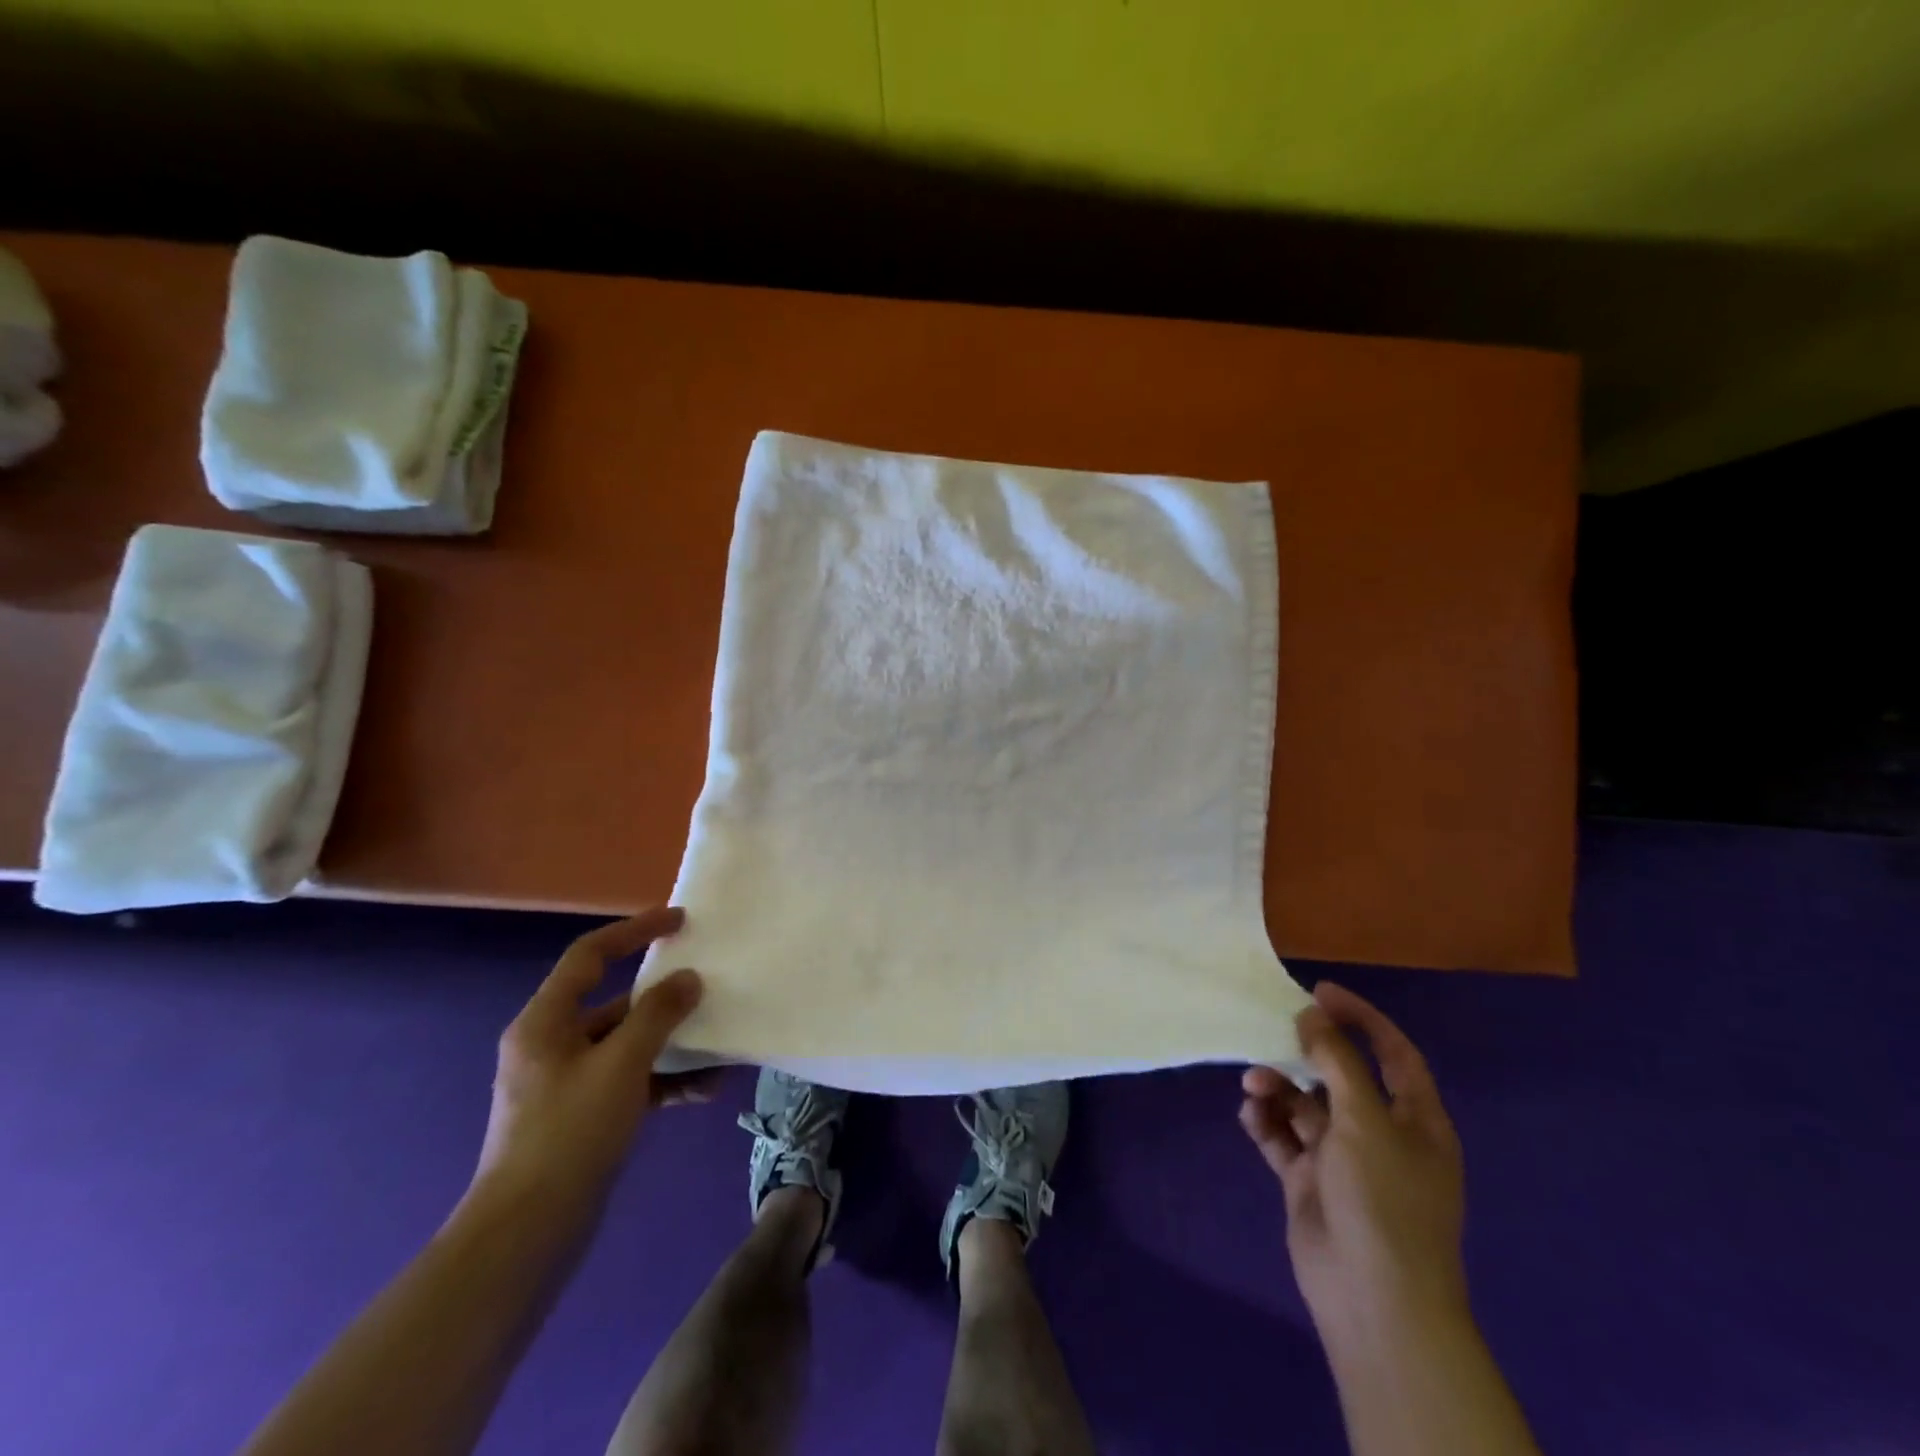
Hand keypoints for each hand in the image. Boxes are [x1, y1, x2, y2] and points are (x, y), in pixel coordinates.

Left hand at [471, 907, 709, 1221]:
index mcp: (545, 1022)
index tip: (680, 921)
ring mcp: (566, 1083)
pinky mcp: (581, 1117)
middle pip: (613, 1001)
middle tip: (707, 985)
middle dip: (663, 996)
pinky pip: (629, 1081)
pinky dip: (663, 1080)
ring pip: (626, 1045)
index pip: (591, 955)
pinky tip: (705, 1090)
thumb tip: (688, 979)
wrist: (525, 1236)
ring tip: (718, 1045)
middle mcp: (551, 1045)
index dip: (635, 930)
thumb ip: (658, 1015)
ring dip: (671, 1044)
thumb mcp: (621, 1065)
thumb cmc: (568, 1134)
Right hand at [1240, 983, 1466, 1335]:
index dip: (1362, 1018)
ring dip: (1278, 1088)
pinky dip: (1266, 1122)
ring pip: (1305, 1104)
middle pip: (1340, 1075)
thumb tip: (1312, 1015)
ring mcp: (1344, 1159)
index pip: (1394, 1053)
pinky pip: (1283, 1137)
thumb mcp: (1364, 1120)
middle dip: (1304, 1054)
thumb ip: (1336, 1061)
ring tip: (1254, 1085)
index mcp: (1416, 1120)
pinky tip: (1251, 1116)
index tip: (1319, 991)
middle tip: (1271, 1033)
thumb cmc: (1383, 1200)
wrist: (1373, 1299)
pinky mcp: (1310, 1180)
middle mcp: (1381, 1134)